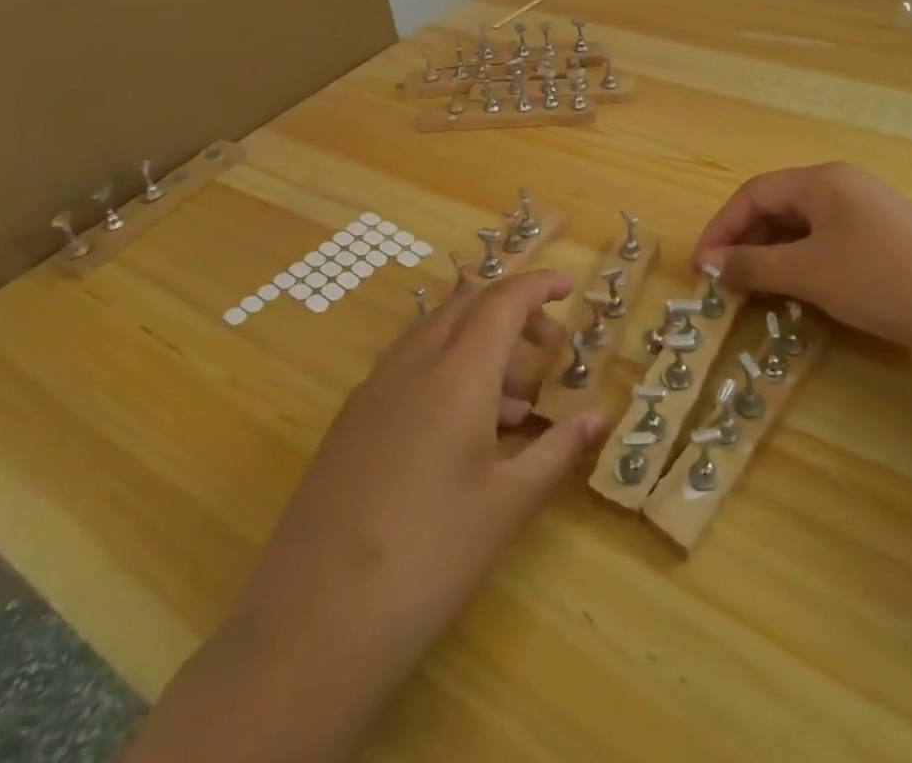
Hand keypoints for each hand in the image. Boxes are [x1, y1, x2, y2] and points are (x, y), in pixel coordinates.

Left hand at [131, 269, 606, 762]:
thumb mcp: (508, 504)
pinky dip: (447, 369)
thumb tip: (600, 416)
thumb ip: (558, 449)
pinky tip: (464, 431)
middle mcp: (413, 363)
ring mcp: (374, 389)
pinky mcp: (351, 420)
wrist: (312, 627)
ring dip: (481, 344)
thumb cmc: (430, 559)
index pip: (504, 299)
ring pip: (437, 333)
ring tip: (516, 406)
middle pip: (468, 305)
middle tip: (549, 347)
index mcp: (457, 372)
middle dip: (514, 312)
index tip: (569, 286)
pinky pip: (410, 366)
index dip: (539, 285)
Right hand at [693, 162, 911, 371]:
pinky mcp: (884, 238)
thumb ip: (755, 265)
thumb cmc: (884, 280)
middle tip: (724, 283)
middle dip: (745, 242)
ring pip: (802, 227)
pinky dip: (803, 263)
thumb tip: (711, 264)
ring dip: (772, 255)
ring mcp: (866, 211)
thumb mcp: (811, 274)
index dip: (720, 228)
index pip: (753, 193)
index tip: (701, 268)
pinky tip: (799, 291)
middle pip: (777, 206)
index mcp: (822, 180)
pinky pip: (827, 242)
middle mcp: (841, 186)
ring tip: (755, 291)